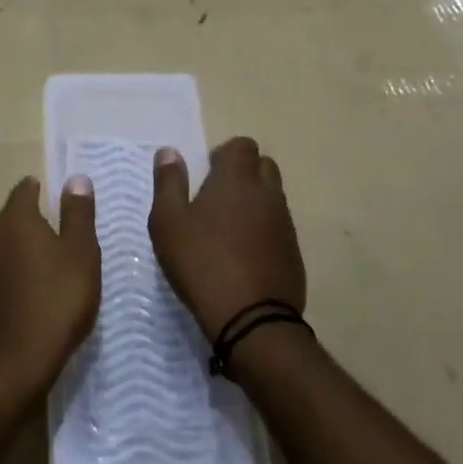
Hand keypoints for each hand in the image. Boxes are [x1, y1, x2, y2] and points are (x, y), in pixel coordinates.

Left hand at [0, 176, 100, 408]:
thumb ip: (78, 213)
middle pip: (12, 218)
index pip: (25, 190)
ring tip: (47, 267)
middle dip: (32, 222)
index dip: (41, 190)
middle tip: (60, 236)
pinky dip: (11, 277)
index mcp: (15, 219)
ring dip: (21, 251)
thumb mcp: (81, 253)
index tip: (58, 200)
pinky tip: (29, 296)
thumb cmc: (57, 300)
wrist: (14, 363)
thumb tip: (76, 179)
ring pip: (2, 247)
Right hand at [148, 138, 305, 340]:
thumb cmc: (201, 262)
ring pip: (273, 197)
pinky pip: (280, 227)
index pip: (242, 145)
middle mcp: (267, 193)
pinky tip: (244, 255)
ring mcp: (285, 223)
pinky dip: (264, 230)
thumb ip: (168, 182)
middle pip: (263, 166)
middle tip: (216, 199)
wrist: (250, 319)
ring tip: (228, 229)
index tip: (206, 175)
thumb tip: (169, 152)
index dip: (224, 154)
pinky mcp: (294, 252)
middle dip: (243, 173)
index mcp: (237, 179)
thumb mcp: (168, 221)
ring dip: (254, 202)